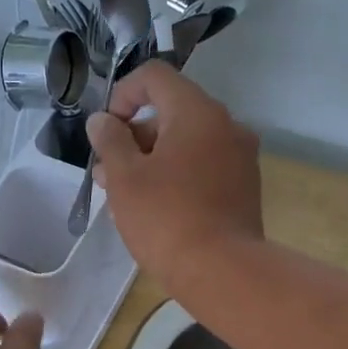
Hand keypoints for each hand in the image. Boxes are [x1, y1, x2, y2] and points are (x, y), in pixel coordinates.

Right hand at [86, 60, 263, 291]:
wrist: (223, 272)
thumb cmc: (167, 219)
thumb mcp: (125, 178)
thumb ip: (110, 141)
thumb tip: (103, 121)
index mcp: (198, 112)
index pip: (155, 77)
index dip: (122, 94)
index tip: (105, 131)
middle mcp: (227, 125)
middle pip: (172, 111)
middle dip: (133, 136)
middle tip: (107, 173)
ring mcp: (240, 158)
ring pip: (187, 144)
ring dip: (152, 159)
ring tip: (124, 196)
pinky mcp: (244, 188)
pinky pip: (204, 167)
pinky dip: (177, 176)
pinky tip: (156, 209)